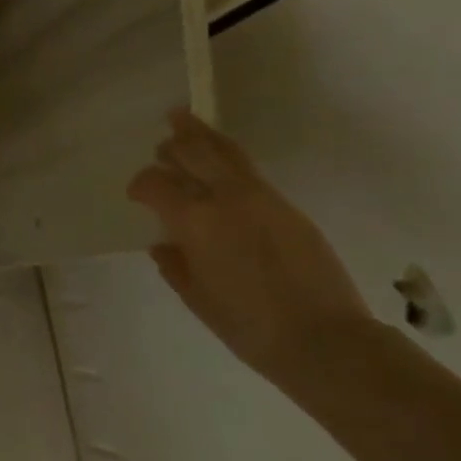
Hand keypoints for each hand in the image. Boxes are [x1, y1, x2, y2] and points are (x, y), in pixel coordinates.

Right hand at [128, 111, 376, 390]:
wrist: (325, 340)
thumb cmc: (248, 326)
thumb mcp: (197, 298)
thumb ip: (175, 265)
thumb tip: (164, 244)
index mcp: (194, 220)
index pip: (156, 184)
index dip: (140, 185)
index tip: (136, 194)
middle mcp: (225, 197)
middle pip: (192, 152)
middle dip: (172, 146)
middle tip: (161, 146)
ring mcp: (260, 198)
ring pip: (224, 151)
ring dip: (200, 135)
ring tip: (183, 120)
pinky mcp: (287, 206)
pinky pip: (248, 169)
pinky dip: (227, 156)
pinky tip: (221, 160)